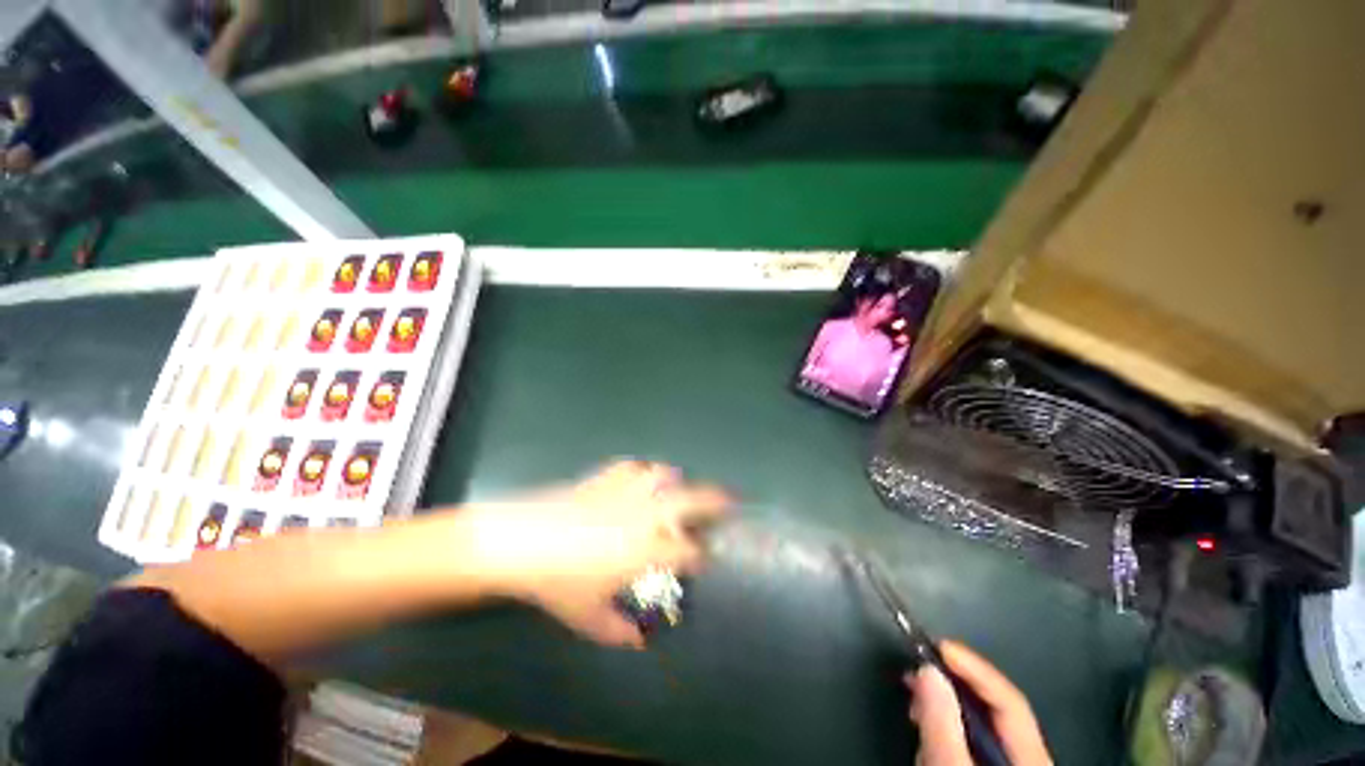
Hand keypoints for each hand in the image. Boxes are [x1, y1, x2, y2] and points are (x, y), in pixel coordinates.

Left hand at [458, 461, 731, 647]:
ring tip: (679, 487)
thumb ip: (620, 632)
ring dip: (677, 480)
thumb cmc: (558, 582)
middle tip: (731, 500)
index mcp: (647, 548)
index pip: (690, 550)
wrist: (521, 540)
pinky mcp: (606, 475)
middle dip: (717, 500)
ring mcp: (627, 490)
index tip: (706, 559)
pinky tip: (642, 477)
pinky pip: (635, 466)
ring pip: (665, 474)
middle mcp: (646, 513)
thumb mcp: (589, 617)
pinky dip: (644, 470)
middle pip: (693, 500)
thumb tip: (640, 641)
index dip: (703, 555)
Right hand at [906, 641, 1052, 765]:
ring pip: (977, 724)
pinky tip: (926, 733)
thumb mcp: (950, 764)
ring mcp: (1008, 762)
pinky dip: (945, 730)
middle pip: (992, 708)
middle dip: (951, 686)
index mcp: (1032, 754)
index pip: (1008, 697)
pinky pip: (968, 740)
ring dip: (944, 710)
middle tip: (916, 672)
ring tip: (915, 707)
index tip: (936, 645)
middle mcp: (1028, 755)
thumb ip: (942, 722)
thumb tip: (928, 668)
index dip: (973, 667)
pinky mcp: (985, 763)